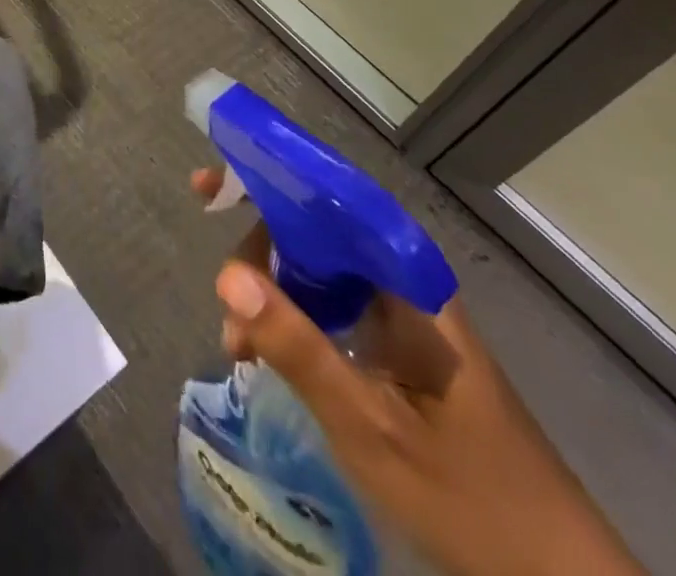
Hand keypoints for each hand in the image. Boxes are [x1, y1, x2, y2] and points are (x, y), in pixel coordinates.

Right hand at [192, 169, 645, 575]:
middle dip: (258, 254)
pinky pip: (333, 304)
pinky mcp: (400, 343)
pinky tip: (267, 351)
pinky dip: (294, 318)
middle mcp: (403, 279)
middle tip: (223, 301)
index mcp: (406, 278)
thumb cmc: (467, 495)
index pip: (325, 198)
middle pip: (314, 231)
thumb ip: (296, 345)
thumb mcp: (368, 424)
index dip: (265, 180)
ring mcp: (403, 311)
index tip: (207, 186)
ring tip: (236, 340)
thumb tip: (226, 274)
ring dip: (272, 292)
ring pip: (319, 270)